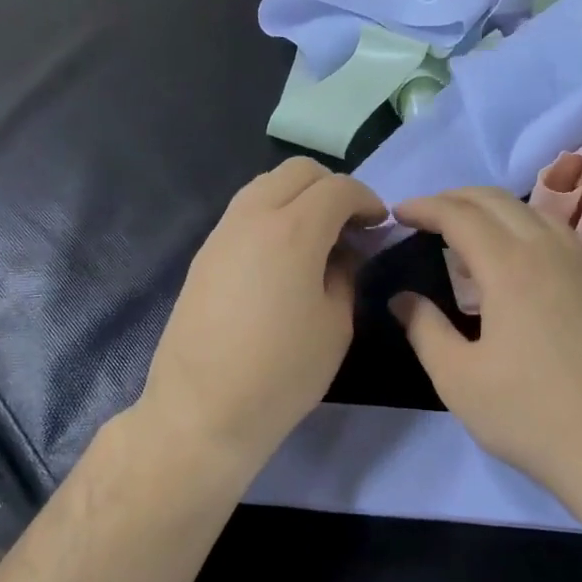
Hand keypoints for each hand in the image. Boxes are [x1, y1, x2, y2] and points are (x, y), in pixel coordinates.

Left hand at [139, 159, 383, 475]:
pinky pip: (243, 213)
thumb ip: (345, 274)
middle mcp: (252, 217)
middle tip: (349, 226)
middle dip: (332, 188)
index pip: (338, 188)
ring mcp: (221, 234)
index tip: (378, 225)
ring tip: (316, 239)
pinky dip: (271, 216)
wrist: (203, 409)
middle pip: (297, 172)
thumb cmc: (282, 373)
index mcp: (293, 230)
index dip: (366, 200)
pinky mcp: (203, 255)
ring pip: (265, 186)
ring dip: (298, 198)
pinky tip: (282, 258)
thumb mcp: (336, 325)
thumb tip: (344, 252)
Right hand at [391, 187, 581, 501]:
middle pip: (499, 201)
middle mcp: (551, 251)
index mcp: (510, 267)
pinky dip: (531, 230)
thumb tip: (401, 299)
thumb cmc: (528, 414)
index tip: (398, 213)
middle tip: (427, 215)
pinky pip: (564, 236)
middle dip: (456, 198)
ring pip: (536, 213)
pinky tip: (525, 258)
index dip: (425, 207)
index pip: (460, 215)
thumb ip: (424, 329)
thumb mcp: (458, 378)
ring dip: (495, 211)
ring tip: (470, 233)